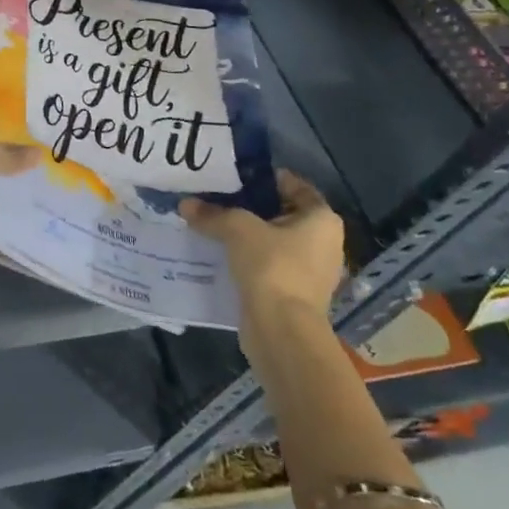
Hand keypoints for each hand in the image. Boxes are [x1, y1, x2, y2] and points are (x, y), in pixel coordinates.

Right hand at [181, 169, 346, 322]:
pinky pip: (268, 264)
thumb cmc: (272, 266)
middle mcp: (324, 242)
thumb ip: (212, 213)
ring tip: (213, 224)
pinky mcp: (295, 293)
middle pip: (281, 213)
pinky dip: (248, 258)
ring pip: (273, 241)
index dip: (262, 178)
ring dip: (247, 235)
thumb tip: (185, 205)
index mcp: (322, 219)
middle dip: (250, 207)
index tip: (232, 177)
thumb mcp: (237, 229)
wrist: (281, 330)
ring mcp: (312, 271)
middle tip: (216, 198)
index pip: (293, 185)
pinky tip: (220, 253)